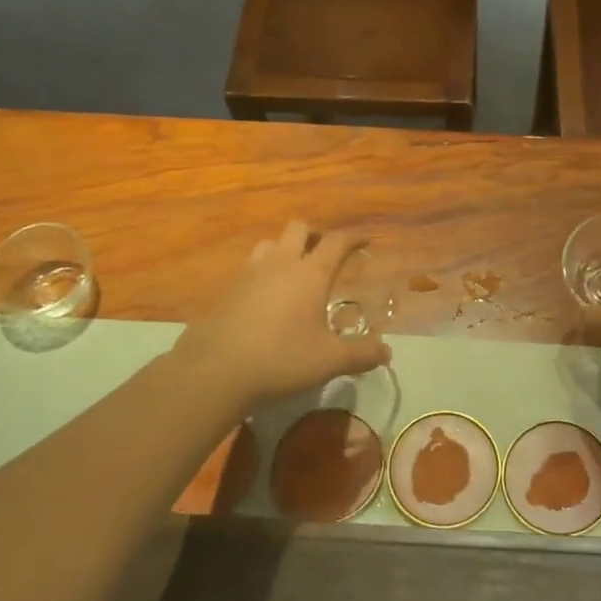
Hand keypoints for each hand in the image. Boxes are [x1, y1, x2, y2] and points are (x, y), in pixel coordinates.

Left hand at [174, 222, 390, 405]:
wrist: (214, 371)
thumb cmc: (281, 359)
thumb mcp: (329, 361)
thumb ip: (361, 354)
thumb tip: (386, 351)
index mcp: (310, 273)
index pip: (336, 242)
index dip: (353, 238)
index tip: (365, 240)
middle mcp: (280, 264)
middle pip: (299, 229)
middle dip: (315, 235)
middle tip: (325, 254)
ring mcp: (248, 274)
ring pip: (269, 244)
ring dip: (285, 249)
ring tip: (293, 272)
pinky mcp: (226, 291)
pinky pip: (249, 268)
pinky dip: (263, 273)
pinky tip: (265, 299)